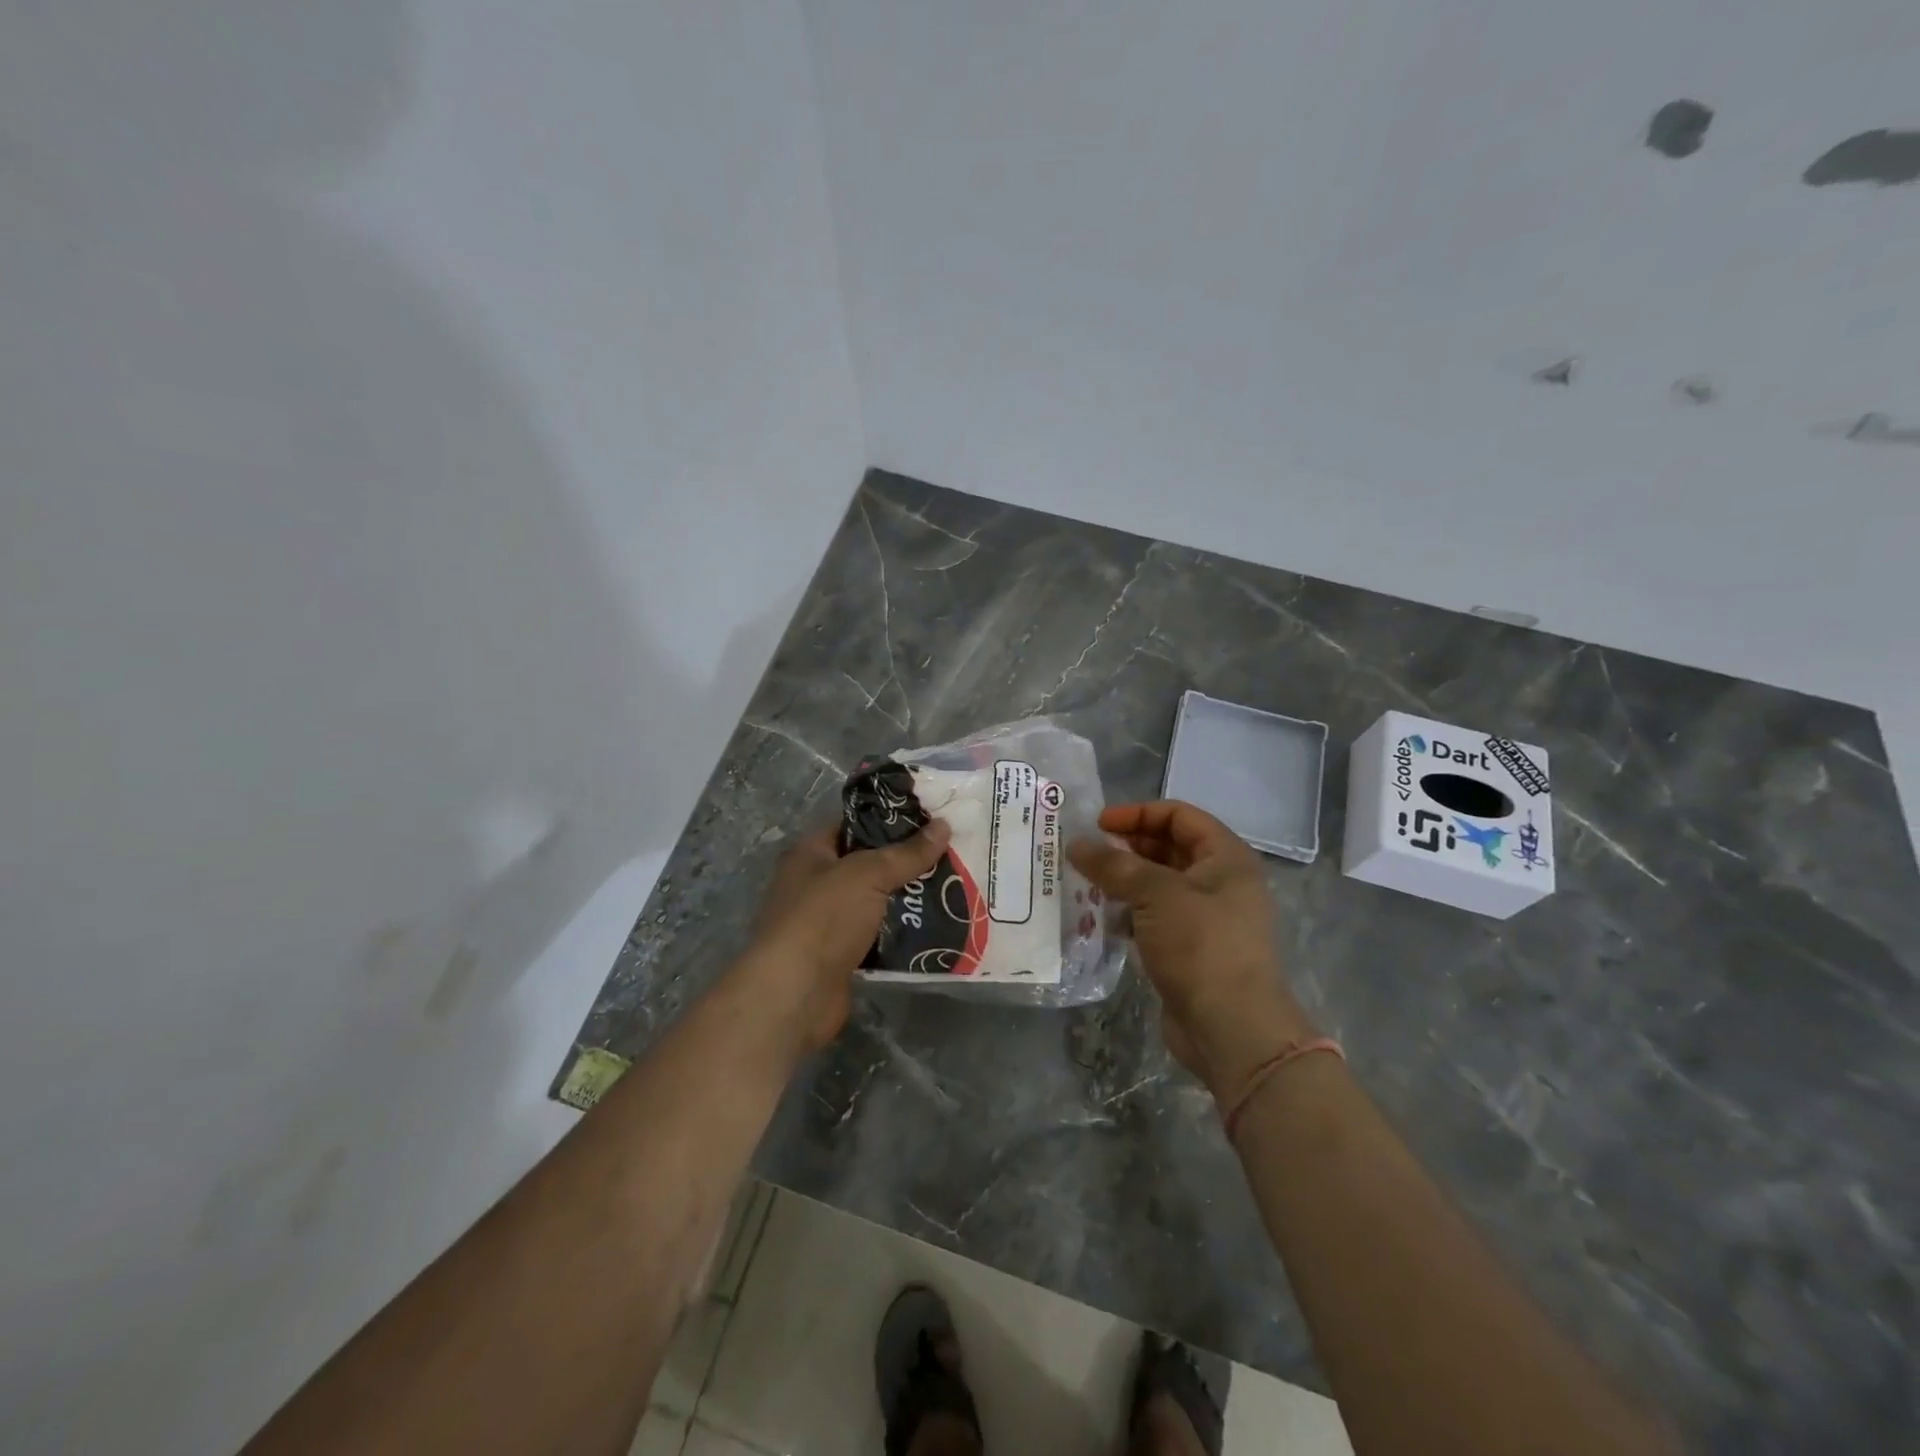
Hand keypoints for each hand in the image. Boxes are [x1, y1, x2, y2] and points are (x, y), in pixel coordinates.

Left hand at [742, 820, 950, 1050]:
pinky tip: (938, 927)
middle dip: (907, 863)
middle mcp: (815, 884)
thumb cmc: (823, 919)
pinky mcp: (842, 957)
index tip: (932, 821)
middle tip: (953, 855)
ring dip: (909, 901)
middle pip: (869, 866)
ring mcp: (828, 923)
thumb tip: (944, 826)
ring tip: (955, 889)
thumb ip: (906, 853)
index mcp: (810, 854)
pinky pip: (879, 937)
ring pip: (877, 903)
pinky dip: (902, 934)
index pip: (854, 826)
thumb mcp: (867, 875)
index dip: (891, 822)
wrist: (795, 995)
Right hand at [1069, 801, 1315, 1101]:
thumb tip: (1076, 844)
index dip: (1138, 814)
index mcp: (1226, 857)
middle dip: (1128, 847)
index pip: (1179, 815)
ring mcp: (1207, 918)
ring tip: (1087, 884)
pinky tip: (1103, 919)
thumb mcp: (1155, 894)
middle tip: (1088, 854)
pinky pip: (1155, 917)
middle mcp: (1221, 882)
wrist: (1231, 1028)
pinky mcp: (1190, 949)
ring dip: (1125, 881)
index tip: (1098, 824)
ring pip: (1159, 885)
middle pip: (1169, 848)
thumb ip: (1113, 865)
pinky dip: (1130, 913)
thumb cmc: (1201, 945)